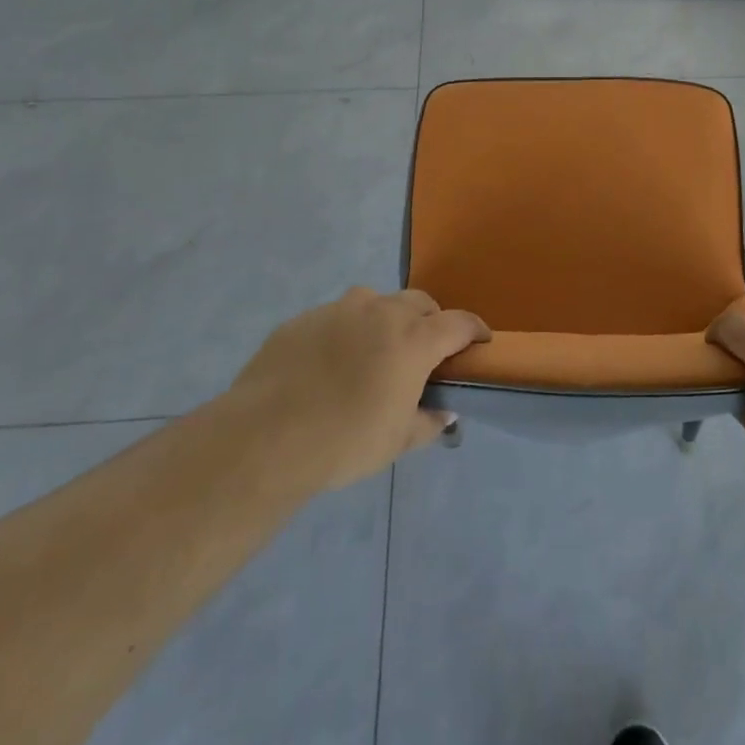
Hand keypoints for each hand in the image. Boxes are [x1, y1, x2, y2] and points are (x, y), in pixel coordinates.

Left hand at [232, 287, 487, 490]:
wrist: (264, 437)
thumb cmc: (344, 441)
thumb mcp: (396, 442)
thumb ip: (427, 422)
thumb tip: (443, 413)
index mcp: (414, 339)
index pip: (459, 323)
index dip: (474, 330)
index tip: (480, 342)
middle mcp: (382, 312)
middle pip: (419, 303)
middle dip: (430, 320)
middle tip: (424, 350)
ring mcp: (339, 310)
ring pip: (376, 302)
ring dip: (386, 319)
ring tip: (374, 352)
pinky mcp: (303, 319)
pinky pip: (336, 317)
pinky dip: (345, 332)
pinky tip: (329, 364)